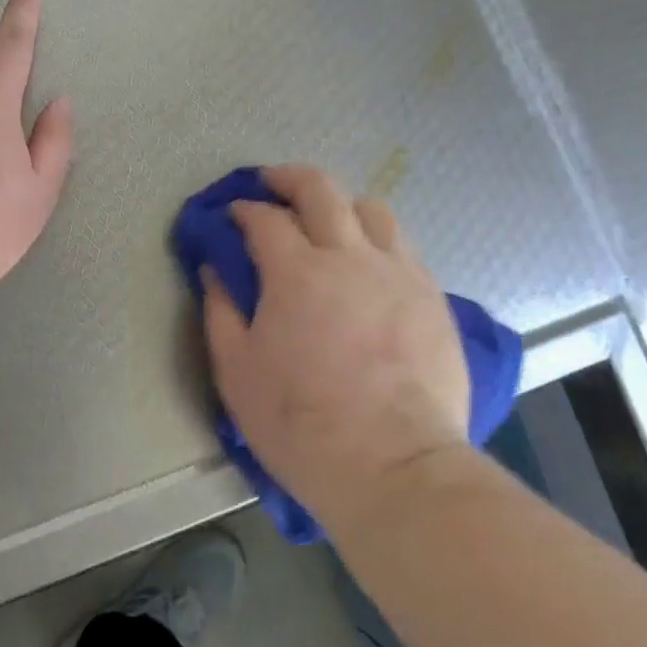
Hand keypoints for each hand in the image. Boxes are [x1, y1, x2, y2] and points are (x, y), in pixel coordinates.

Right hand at [202, 166, 471, 533]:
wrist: (396, 468)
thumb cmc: (303, 425)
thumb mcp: (238, 373)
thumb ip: (221, 311)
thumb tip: (214, 269)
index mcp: (297, 272)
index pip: (265, 218)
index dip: (244, 210)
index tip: (233, 215)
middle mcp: (349, 257)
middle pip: (321, 189)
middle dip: (289, 178)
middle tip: (272, 184)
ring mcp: (398, 272)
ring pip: (372, 209)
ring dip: (341, 204)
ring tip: (328, 222)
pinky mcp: (432, 296)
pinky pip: (403, 246)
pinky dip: (377, 239)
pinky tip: (369, 263)